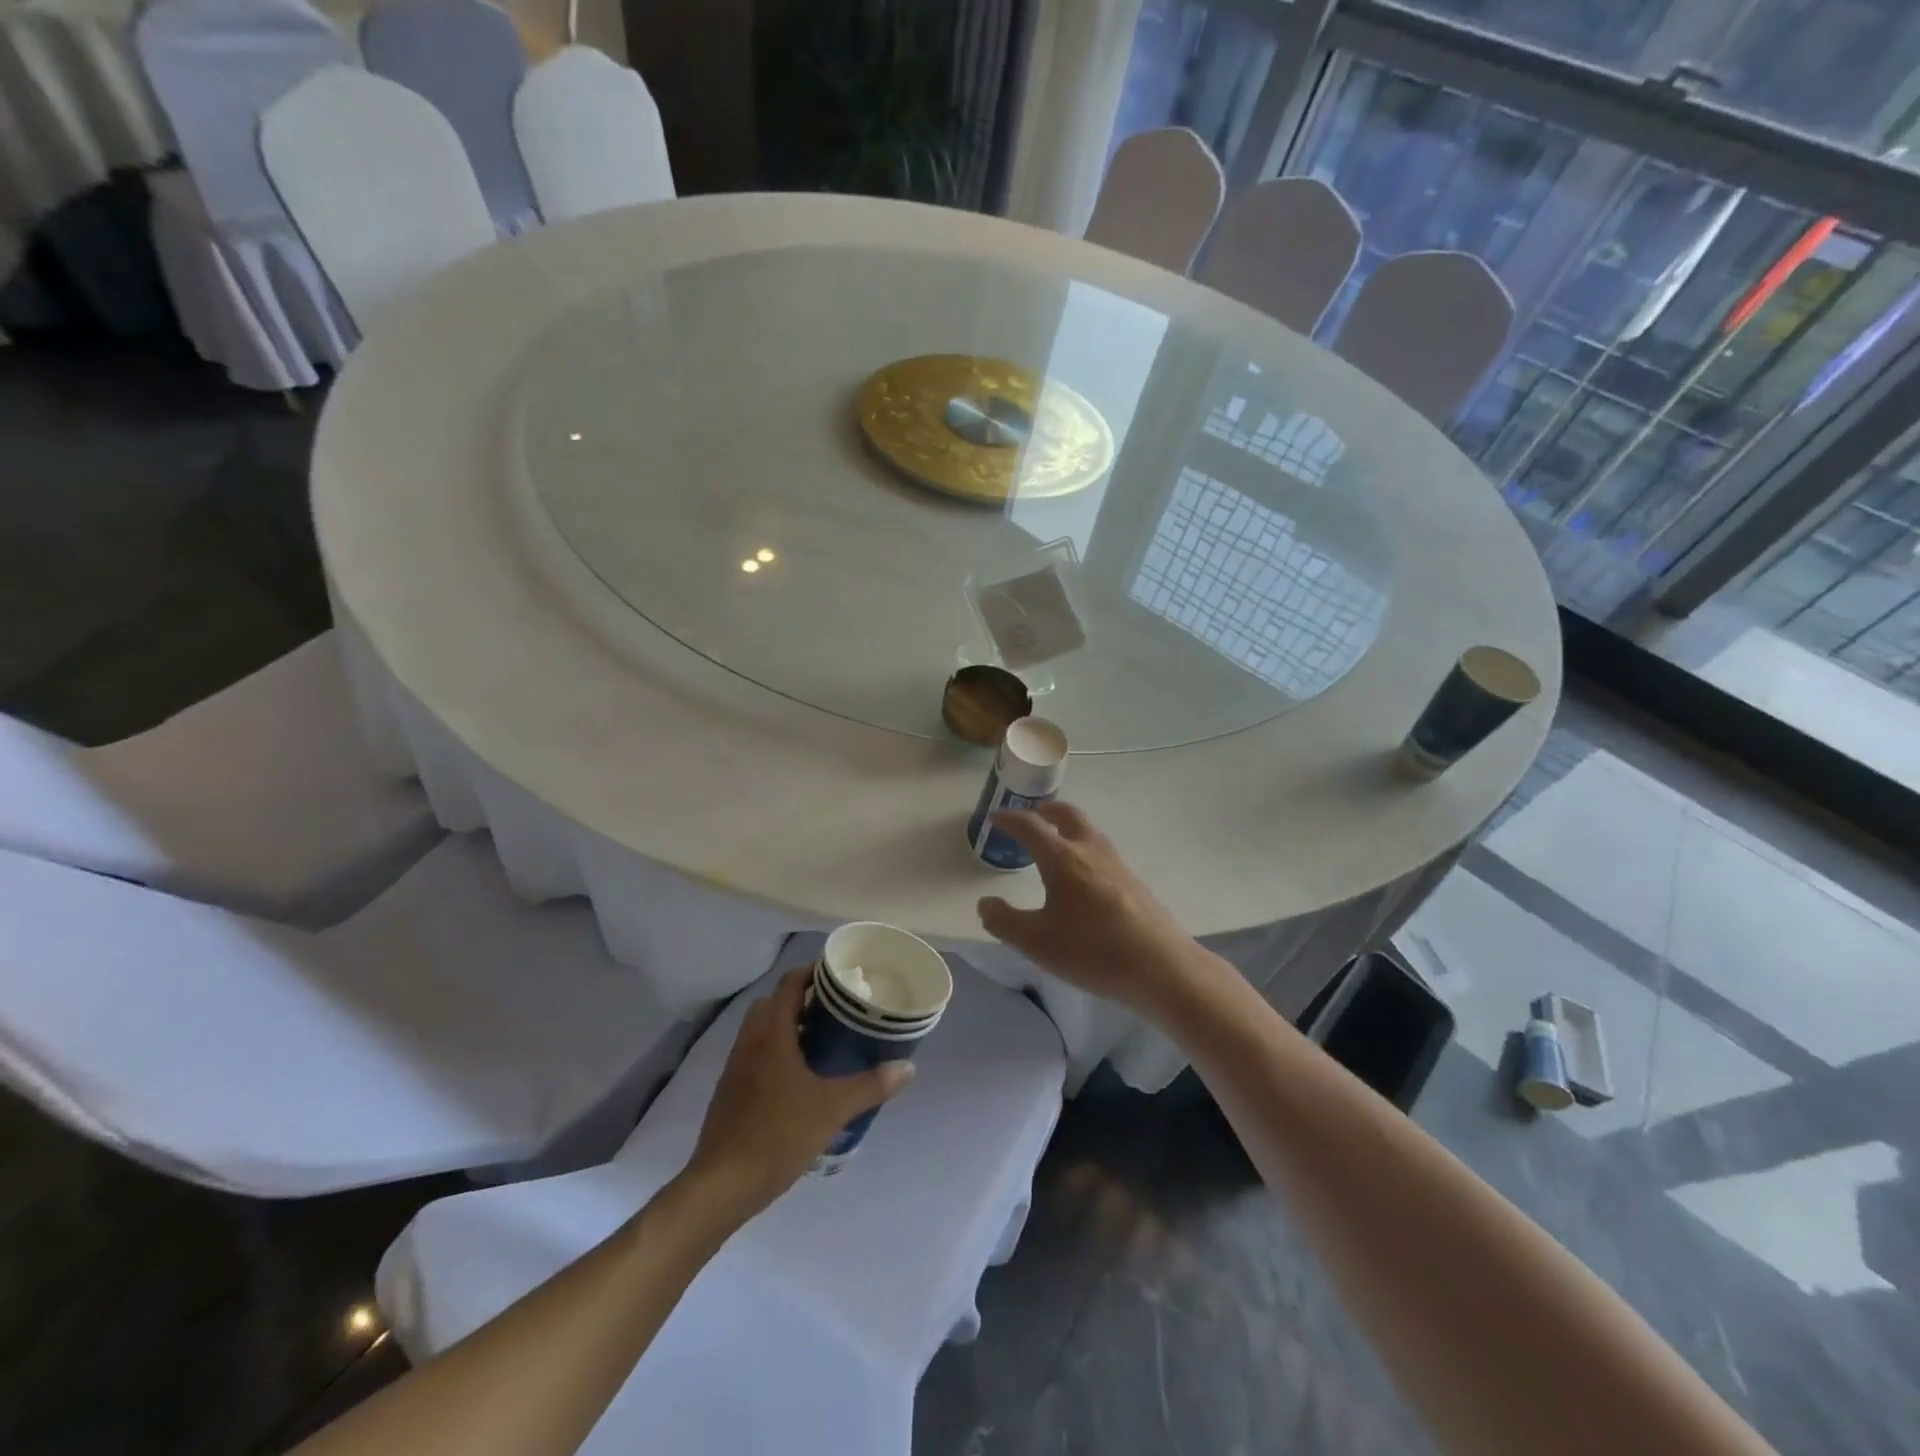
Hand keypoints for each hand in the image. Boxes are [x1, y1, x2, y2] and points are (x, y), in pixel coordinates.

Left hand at [685, 969, 913, 1221]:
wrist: (721, 1186)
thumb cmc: (778, 1135)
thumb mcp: (832, 1109)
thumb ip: (871, 1085)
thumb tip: (908, 1067)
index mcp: (771, 1033)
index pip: (791, 982)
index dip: (815, 972)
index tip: (842, 975)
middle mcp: (750, 1040)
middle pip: (775, 1001)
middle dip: (804, 998)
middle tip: (838, 1008)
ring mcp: (736, 1065)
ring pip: (764, 1028)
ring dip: (790, 1024)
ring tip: (824, 1038)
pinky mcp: (730, 1089)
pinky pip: (756, 1052)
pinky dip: (778, 1048)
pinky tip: (801, 1075)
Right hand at [976, 802, 1215, 1016]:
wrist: (1161, 966)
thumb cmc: (1092, 951)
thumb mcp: (1036, 942)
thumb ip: (1004, 921)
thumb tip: (985, 903)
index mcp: (1062, 858)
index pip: (1030, 826)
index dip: (1009, 819)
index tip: (995, 818)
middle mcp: (1090, 850)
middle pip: (1066, 814)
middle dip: (1045, 810)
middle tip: (1030, 817)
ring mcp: (1117, 864)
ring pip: (1088, 831)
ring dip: (1067, 828)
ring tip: (1053, 844)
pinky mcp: (1133, 881)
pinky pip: (1101, 851)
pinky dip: (1083, 848)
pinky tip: (1082, 877)